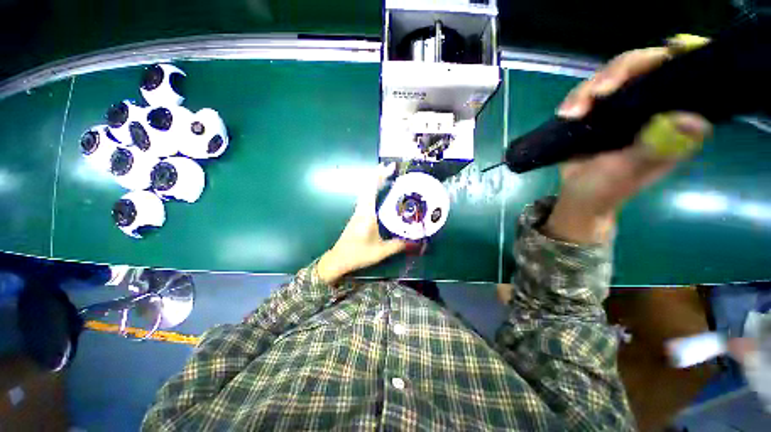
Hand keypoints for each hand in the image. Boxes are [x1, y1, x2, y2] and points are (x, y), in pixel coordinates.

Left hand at [317, 163, 407, 283]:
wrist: (338, 259)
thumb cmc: (358, 254)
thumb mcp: (381, 251)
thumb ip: (399, 245)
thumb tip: (415, 241)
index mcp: (367, 214)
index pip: (371, 189)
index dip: (380, 176)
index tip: (390, 166)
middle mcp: (361, 209)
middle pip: (367, 187)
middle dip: (379, 175)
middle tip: (391, 168)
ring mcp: (358, 212)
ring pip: (366, 191)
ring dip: (375, 182)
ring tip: (388, 177)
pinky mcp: (357, 216)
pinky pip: (365, 198)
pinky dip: (372, 191)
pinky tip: (380, 193)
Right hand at [546, 46, 711, 243]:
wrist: (577, 195)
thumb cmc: (607, 189)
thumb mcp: (630, 172)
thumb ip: (656, 148)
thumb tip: (693, 119)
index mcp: (672, 120)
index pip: (682, 77)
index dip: (682, 57)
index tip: (673, 49)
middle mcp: (650, 106)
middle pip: (642, 67)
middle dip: (619, 73)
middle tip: (598, 92)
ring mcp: (621, 106)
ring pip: (610, 76)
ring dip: (587, 90)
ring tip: (570, 114)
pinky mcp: (596, 111)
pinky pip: (586, 93)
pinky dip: (574, 99)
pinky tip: (564, 113)